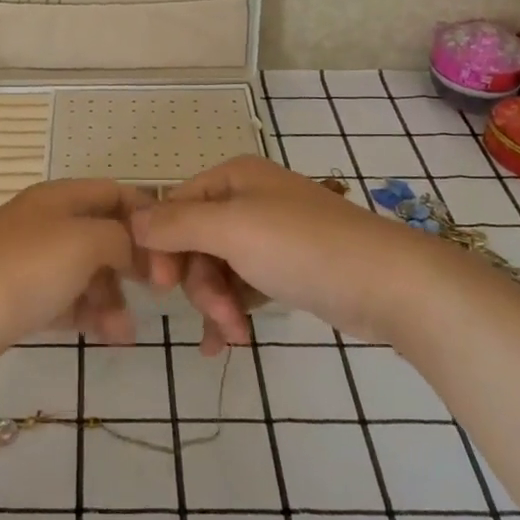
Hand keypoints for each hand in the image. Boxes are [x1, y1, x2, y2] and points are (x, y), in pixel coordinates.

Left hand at [0, 180, 161, 387]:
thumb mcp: (84, 242)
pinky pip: (66, 300)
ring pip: (87, 272)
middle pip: (103, 234)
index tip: (175, 251)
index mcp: (59, 198)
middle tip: (159, 292)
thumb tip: (139, 247)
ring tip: (124, 331)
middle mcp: (45, 223)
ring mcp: (30, 262)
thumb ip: (121, 238)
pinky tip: (109, 337)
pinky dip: (88, 315)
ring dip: (112, 297)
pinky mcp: (20, 298)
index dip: (148, 217)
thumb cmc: (22, 271)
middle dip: (133, 262)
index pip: (115, 194)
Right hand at [133, 155, 437, 347]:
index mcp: (233, 178)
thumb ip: (176, 224)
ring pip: (216, 267)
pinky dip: (232, 310)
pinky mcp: (286, 266)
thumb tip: (129, 220)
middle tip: (218, 317)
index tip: (158, 286)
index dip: (160, 246)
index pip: (173, 206)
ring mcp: (269, 233)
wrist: (389, 284)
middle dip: (198, 283)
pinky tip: (227, 342)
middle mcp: (248, 198)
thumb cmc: (303, 248)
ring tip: (232, 336)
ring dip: (216, 303)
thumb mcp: (232, 229)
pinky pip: (241, 284)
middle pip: (194, 241)